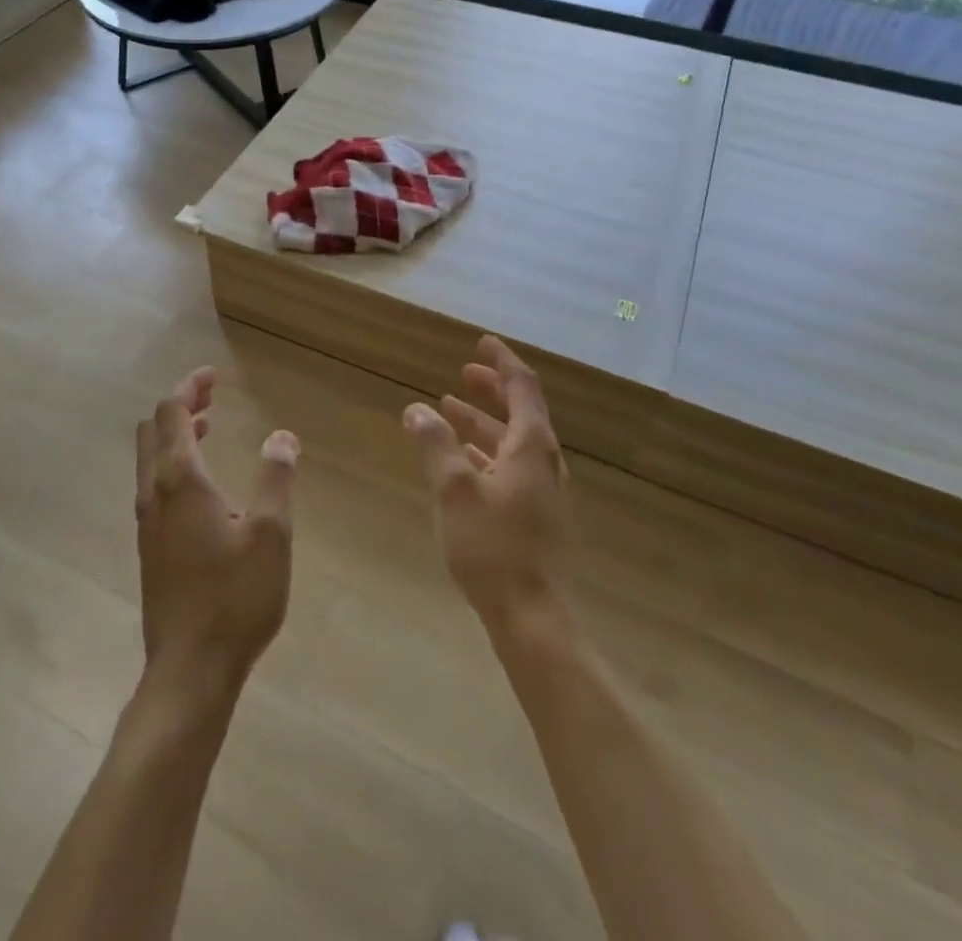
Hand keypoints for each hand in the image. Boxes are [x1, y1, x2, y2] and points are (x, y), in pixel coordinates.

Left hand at [134, 368, 298, 692]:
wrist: (189, 670)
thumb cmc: (235, 598)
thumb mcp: (271, 534)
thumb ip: (276, 478)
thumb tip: (282, 436)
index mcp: (180, 480)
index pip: (172, 413)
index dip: (190, 387)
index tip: (212, 375)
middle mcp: (154, 493)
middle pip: (153, 430)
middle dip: (179, 405)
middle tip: (211, 396)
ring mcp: (146, 522)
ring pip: (149, 459)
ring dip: (174, 434)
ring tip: (209, 426)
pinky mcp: (150, 547)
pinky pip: (153, 484)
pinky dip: (172, 463)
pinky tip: (202, 483)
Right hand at [403, 336, 573, 630]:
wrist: (533, 618)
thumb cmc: (493, 547)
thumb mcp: (454, 489)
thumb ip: (435, 444)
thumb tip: (416, 409)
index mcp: (532, 446)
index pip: (522, 387)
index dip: (501, 361)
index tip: (481, 342)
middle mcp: (544, 461)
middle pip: (521, 411)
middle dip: (491, 389)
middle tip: (463, 374)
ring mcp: (544, 490)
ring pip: (513, 441)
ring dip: (483, 422)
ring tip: (449, 411)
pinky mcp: (537, 515)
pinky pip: (511, 466)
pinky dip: (487, 452)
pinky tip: (463, 461)